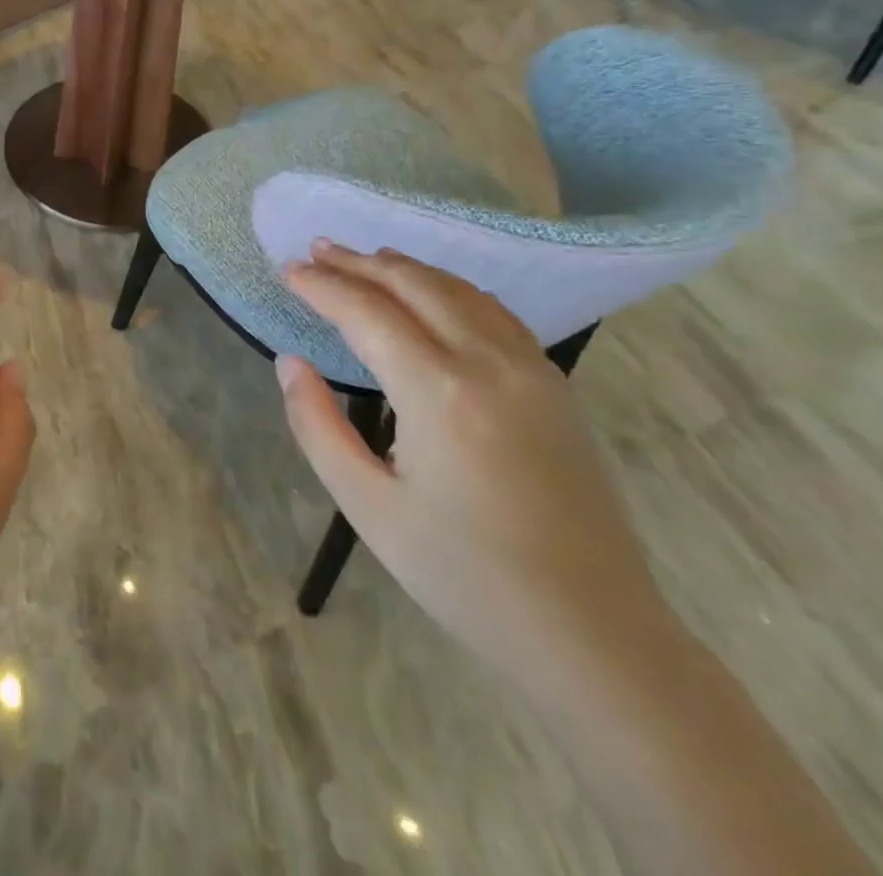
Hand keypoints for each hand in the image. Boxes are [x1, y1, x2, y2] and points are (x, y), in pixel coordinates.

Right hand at [275, 243, 675, 690]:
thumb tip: (291, 363)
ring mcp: (532, 370)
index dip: (322, 286)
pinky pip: (494, 313)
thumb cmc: (466, 576)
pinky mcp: (556, 387)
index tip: (288, 270)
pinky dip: (451, 288)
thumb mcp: (368, 507)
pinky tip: (433, 293)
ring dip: (405, 267)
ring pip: (459, 290)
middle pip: (414, 285)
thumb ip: (317, 426)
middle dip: (360, 262)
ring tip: (366, 258)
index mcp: (438, 392)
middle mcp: (488, 363)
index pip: (366, 312)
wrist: (594, 634)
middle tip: (318, 249)